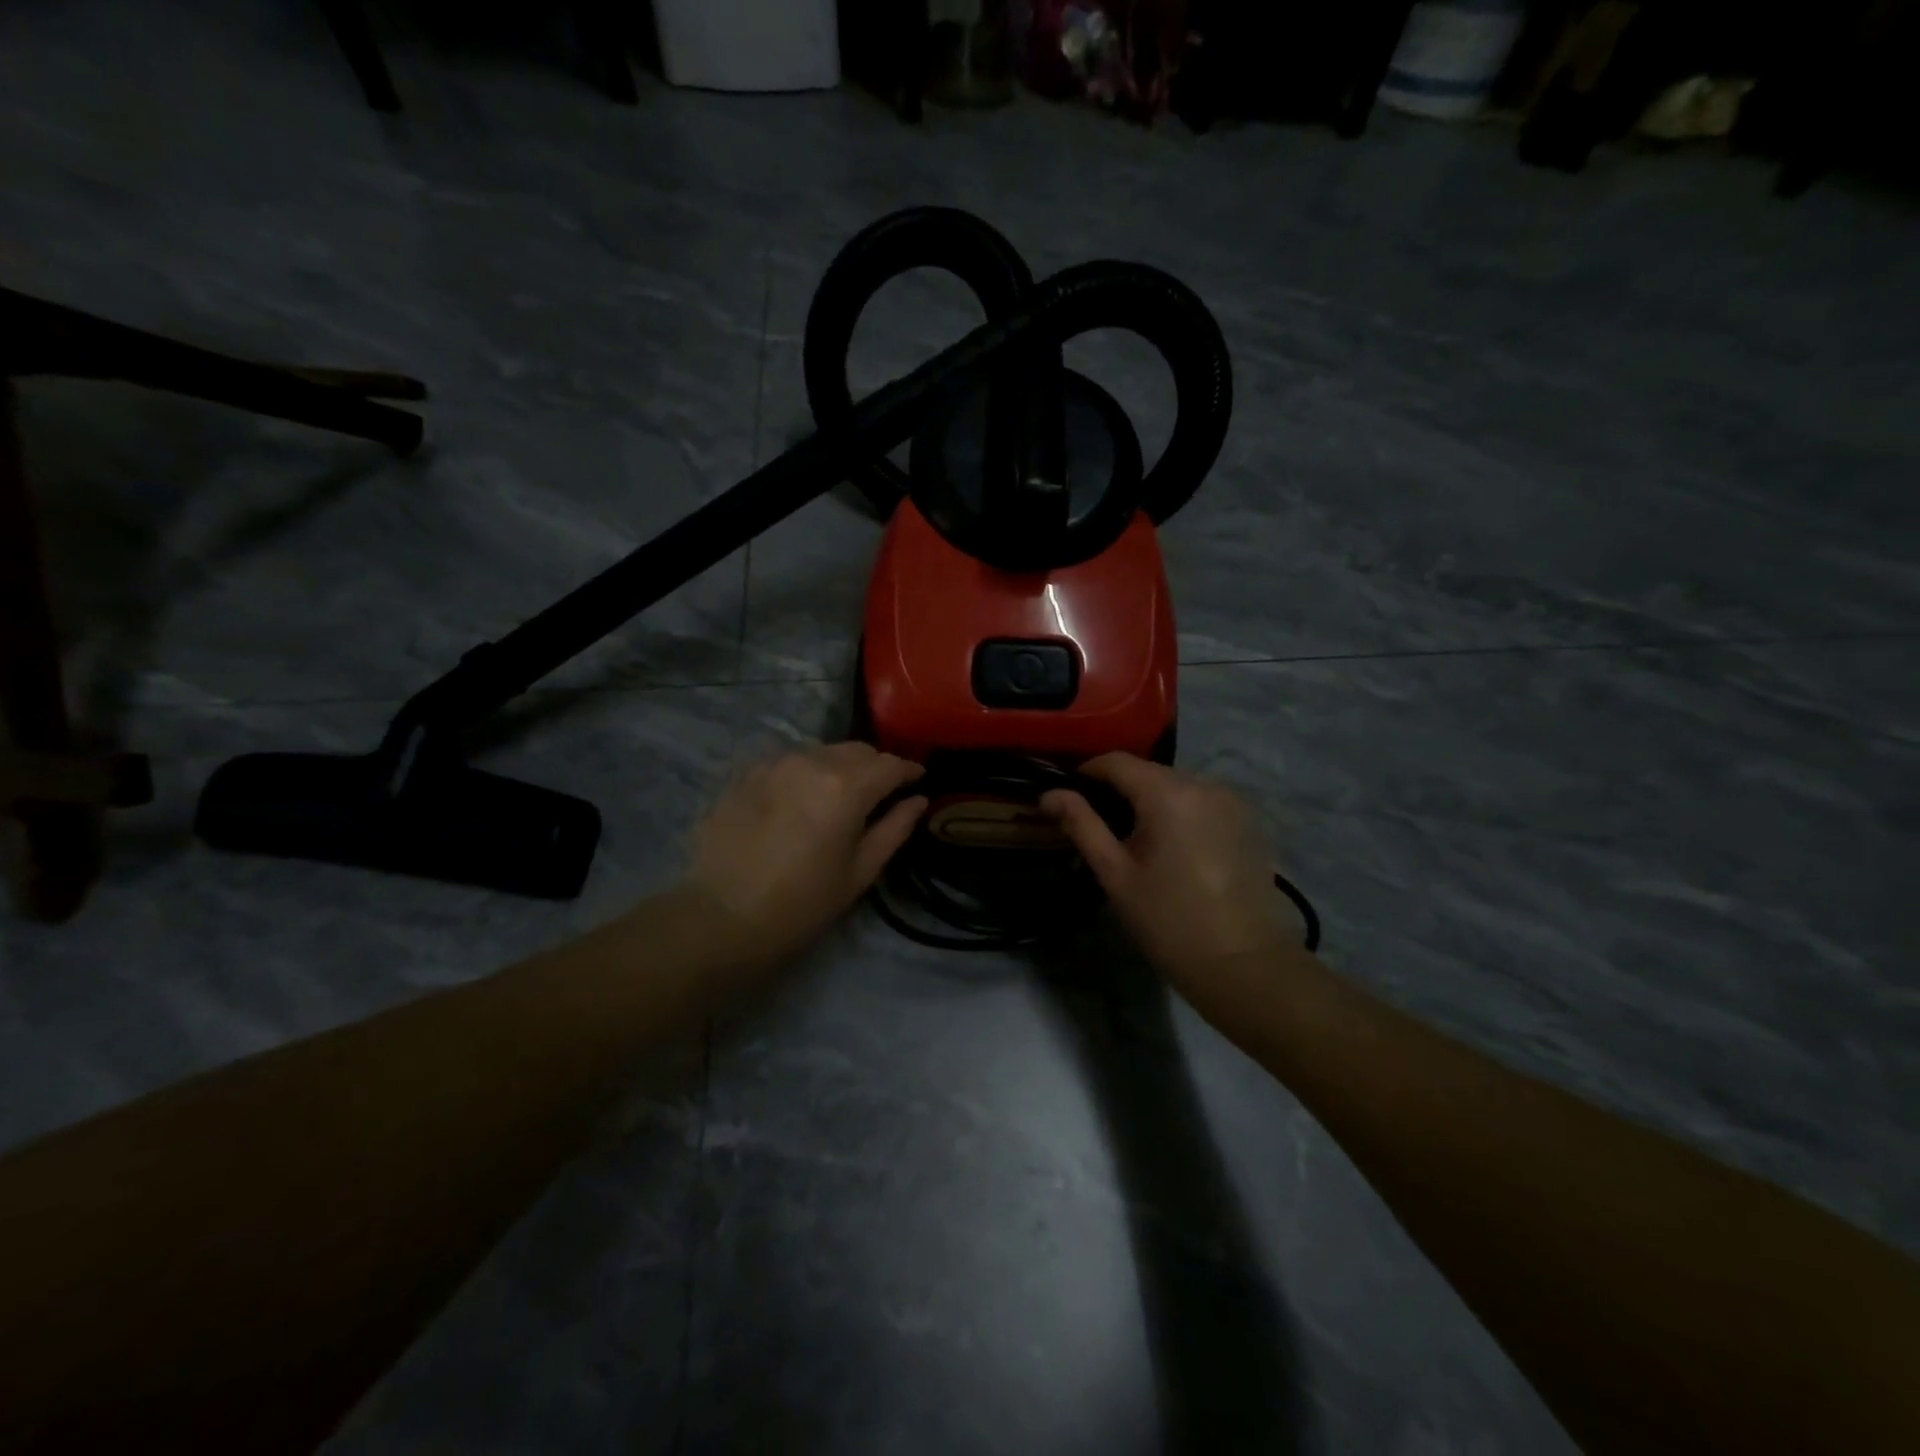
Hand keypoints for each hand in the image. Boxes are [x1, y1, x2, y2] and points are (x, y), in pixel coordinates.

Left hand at [680, 743, 925, 968]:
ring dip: (840, 766)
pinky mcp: (747, 773)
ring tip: (840, 794)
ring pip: (822, 752)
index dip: (909, 770)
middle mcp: (812, 762)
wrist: (721, 916)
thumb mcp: (858, 873)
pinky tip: (801, 798)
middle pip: (857, 750)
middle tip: (882, 791)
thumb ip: (894, 829)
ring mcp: (775, 763)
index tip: (918, 779)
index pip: (889, 765)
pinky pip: (789, 761)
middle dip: (876, 766)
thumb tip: (918, 800)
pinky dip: (806, 772)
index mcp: (846, 787)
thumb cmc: (801, 904)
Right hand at [1042, 754, 1301, 1026]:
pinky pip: (1202, 802)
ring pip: (1177, 785)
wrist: (1243, 965)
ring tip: (1136, 839)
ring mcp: (1232, 800)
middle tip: (1099, 825)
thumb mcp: (1115, 874)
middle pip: (1149, 772)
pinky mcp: (1249, 820)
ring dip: (1152, 801)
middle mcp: (1204, 783)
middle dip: (1120, 790)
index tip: (1069, 797)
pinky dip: (1181, 812)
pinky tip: (1173, 847)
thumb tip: (1049, 794)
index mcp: (1168, 793)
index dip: (1087, 773)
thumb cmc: (1168, 921)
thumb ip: (1082, 825)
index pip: (1117, 761)